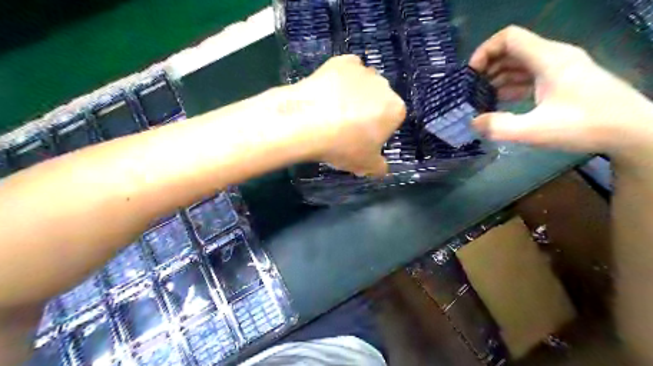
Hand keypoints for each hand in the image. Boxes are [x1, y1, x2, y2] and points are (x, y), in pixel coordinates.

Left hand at [289, 54, 403, 176]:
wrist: (307, 122)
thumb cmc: (343, 146)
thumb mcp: (365, 165)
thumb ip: (379, 167)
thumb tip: (382, 169)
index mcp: (395, 110)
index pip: (391, 121)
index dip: (376, 132)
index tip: (361, 141)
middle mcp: (384, 86)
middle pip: (378, 101)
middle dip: (367, 112)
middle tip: (345, 128)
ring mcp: (362, 70)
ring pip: (362, 86)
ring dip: (354, 96)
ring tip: (331, 111)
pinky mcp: (341, 61)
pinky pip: (345, 71)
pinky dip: (339, 80)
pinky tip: (327, 94)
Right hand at [472, 26, 652, 156]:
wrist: (632, 132)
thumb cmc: (584, 126)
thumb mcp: (535, 130)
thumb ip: (499, 126)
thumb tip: (473, 122)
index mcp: (548, 59)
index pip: (509, 38)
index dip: (484, 51)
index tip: (470, 75)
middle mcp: (553, 57)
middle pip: (512, 50)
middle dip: (487, 67)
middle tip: (471, 90)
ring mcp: (559, 69)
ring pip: (519, 64)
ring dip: (497, 78)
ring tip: (480, 99)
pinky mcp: (561, 81)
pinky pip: (529, 76)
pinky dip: (511, 86)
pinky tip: (500, 103)